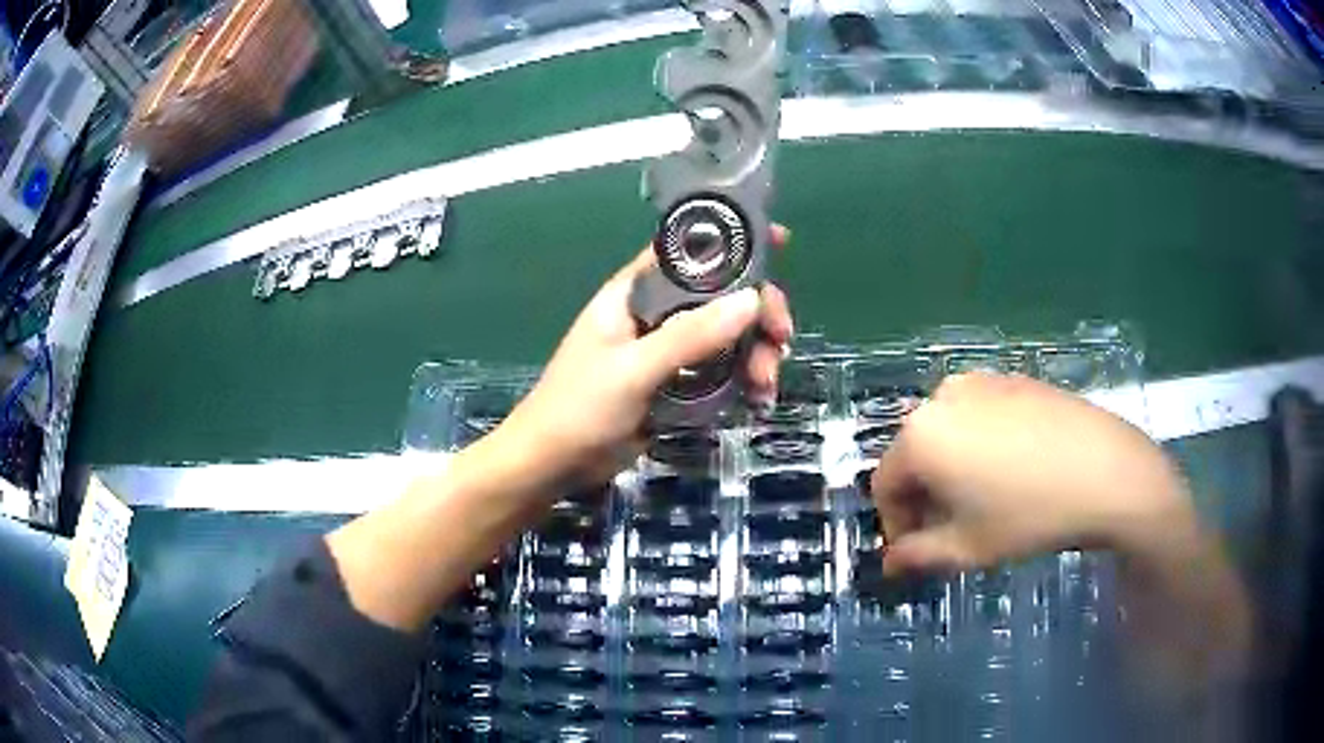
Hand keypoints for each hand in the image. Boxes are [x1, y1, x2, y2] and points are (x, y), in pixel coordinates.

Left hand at [495, 227, 792, 488]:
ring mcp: (667, 350)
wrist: (552, 464)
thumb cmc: (579, 408)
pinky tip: (758, 400)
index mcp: (635, 293)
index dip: (732, 241)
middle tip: (781, 339)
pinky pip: (721, 371)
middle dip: (756, 313)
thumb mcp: (634, 370)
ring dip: (755, 353)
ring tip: (765, 386)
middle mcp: (655, 314)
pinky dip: (744, 380)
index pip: (688, 251)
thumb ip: (689, 336)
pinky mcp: (676, 385)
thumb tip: (752, 300)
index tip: (780, 244)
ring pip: (726, 336)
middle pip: (720, 295)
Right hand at [872, 372, 1198, 575]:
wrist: (1106, 471)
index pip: (885, 484)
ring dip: (951, 469)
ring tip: (984, 501)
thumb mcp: (968, 548)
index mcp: (921, 436)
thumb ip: (918, 556)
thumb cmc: (1030, 516)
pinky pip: (979, 416)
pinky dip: (980, 445)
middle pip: (915, 454)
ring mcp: (981, 382)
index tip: (918, 551)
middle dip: (925, 495)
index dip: (896, 524)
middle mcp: (942, 397)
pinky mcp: (1013, 379)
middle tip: (951, 530)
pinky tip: (1013, 471)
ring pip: (947, 432)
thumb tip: (891, 563)